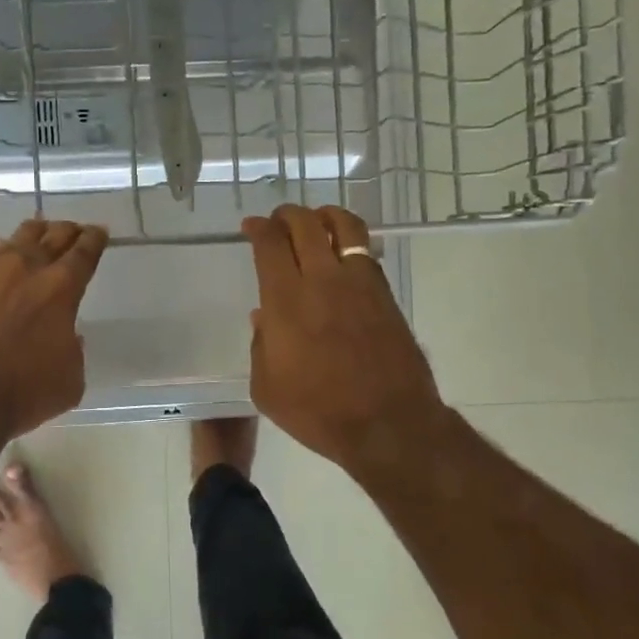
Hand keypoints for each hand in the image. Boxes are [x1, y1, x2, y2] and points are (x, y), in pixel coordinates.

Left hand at [0, 219, 108, 441]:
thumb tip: (65, 336)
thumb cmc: (21, 395)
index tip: (98, 231)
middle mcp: (22, 271)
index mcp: (59, 290)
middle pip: (49, 238)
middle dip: (65, 231)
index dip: (93, 240)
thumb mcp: (69, 380)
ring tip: (34, 234)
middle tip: (72, 229)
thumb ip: (72, 350)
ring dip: (27, 238)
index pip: (83, 254)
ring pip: (10, 243)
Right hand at [244, 204, 448, 481]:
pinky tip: (342, 254)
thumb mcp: (267, 388)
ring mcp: (360, 284)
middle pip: (305, 224)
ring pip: (344, 226)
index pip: (270, 244)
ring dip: (324, 216)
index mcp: (286, 301)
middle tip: (278, 221)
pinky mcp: (385, 294)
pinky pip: (365, 252)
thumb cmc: (318, 412)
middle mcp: (323, 280)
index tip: (251, 227)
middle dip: (287, 214)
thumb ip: (259, 347)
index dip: (258, 228)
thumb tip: (263, 317)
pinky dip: (349, 241)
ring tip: (316, 221)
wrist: (388, 424)